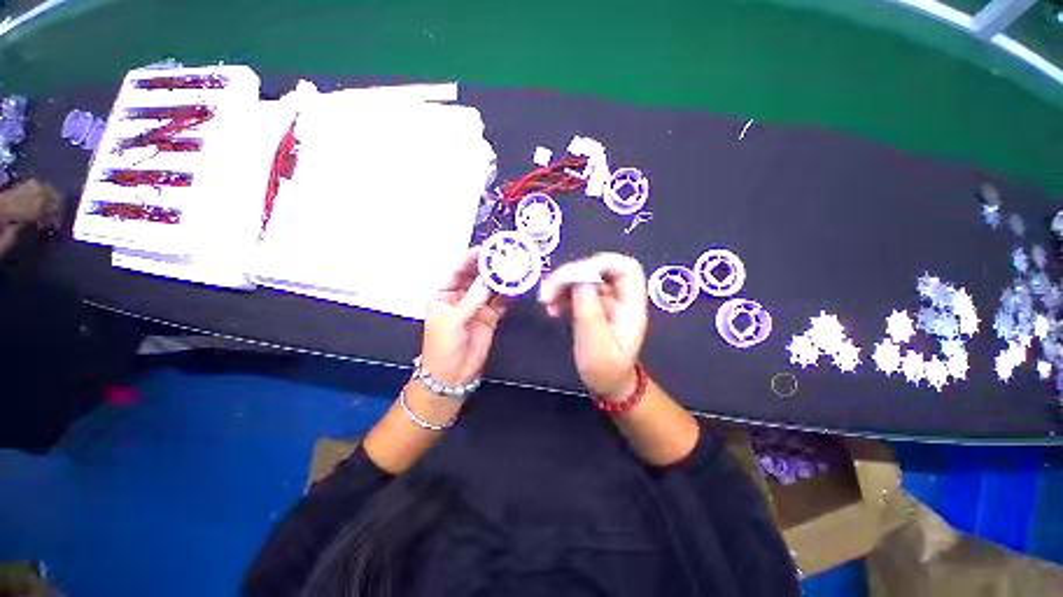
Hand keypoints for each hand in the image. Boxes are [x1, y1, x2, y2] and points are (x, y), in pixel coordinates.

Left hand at [421, 247, 506, 386]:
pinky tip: (517, 286)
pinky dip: (508, 295)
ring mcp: (476, 306)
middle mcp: (460, 296)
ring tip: (514, 267)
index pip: (456, 271)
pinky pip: (500, 302)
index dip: (469, 259)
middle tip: (503, 255)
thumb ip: (471, 300)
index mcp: (443, 294)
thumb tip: (488, 282)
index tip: (483, 249)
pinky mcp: (489, 316)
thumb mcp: (453, 321)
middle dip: (488, 266)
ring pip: (490, 288)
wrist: (452, 375)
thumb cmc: (443, 346)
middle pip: (475, 276)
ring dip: (500, 279)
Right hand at [539, 253, 647, 400]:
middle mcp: (619, 297)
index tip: (573, 278)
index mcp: (631, 305)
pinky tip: (550, 306)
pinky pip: (575, 288)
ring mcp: (604, 299)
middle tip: (549, 290)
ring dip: (561, 283)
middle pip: (599, 268)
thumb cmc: (606, 370)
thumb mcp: (597, 348)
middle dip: (572, 274)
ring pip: (584, 276)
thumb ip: (590, 315)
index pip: (625, 268)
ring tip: (546, 300)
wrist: (607, 383)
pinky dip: (560, 293)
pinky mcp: (590, 303)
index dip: (600, 264)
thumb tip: (580, 282)